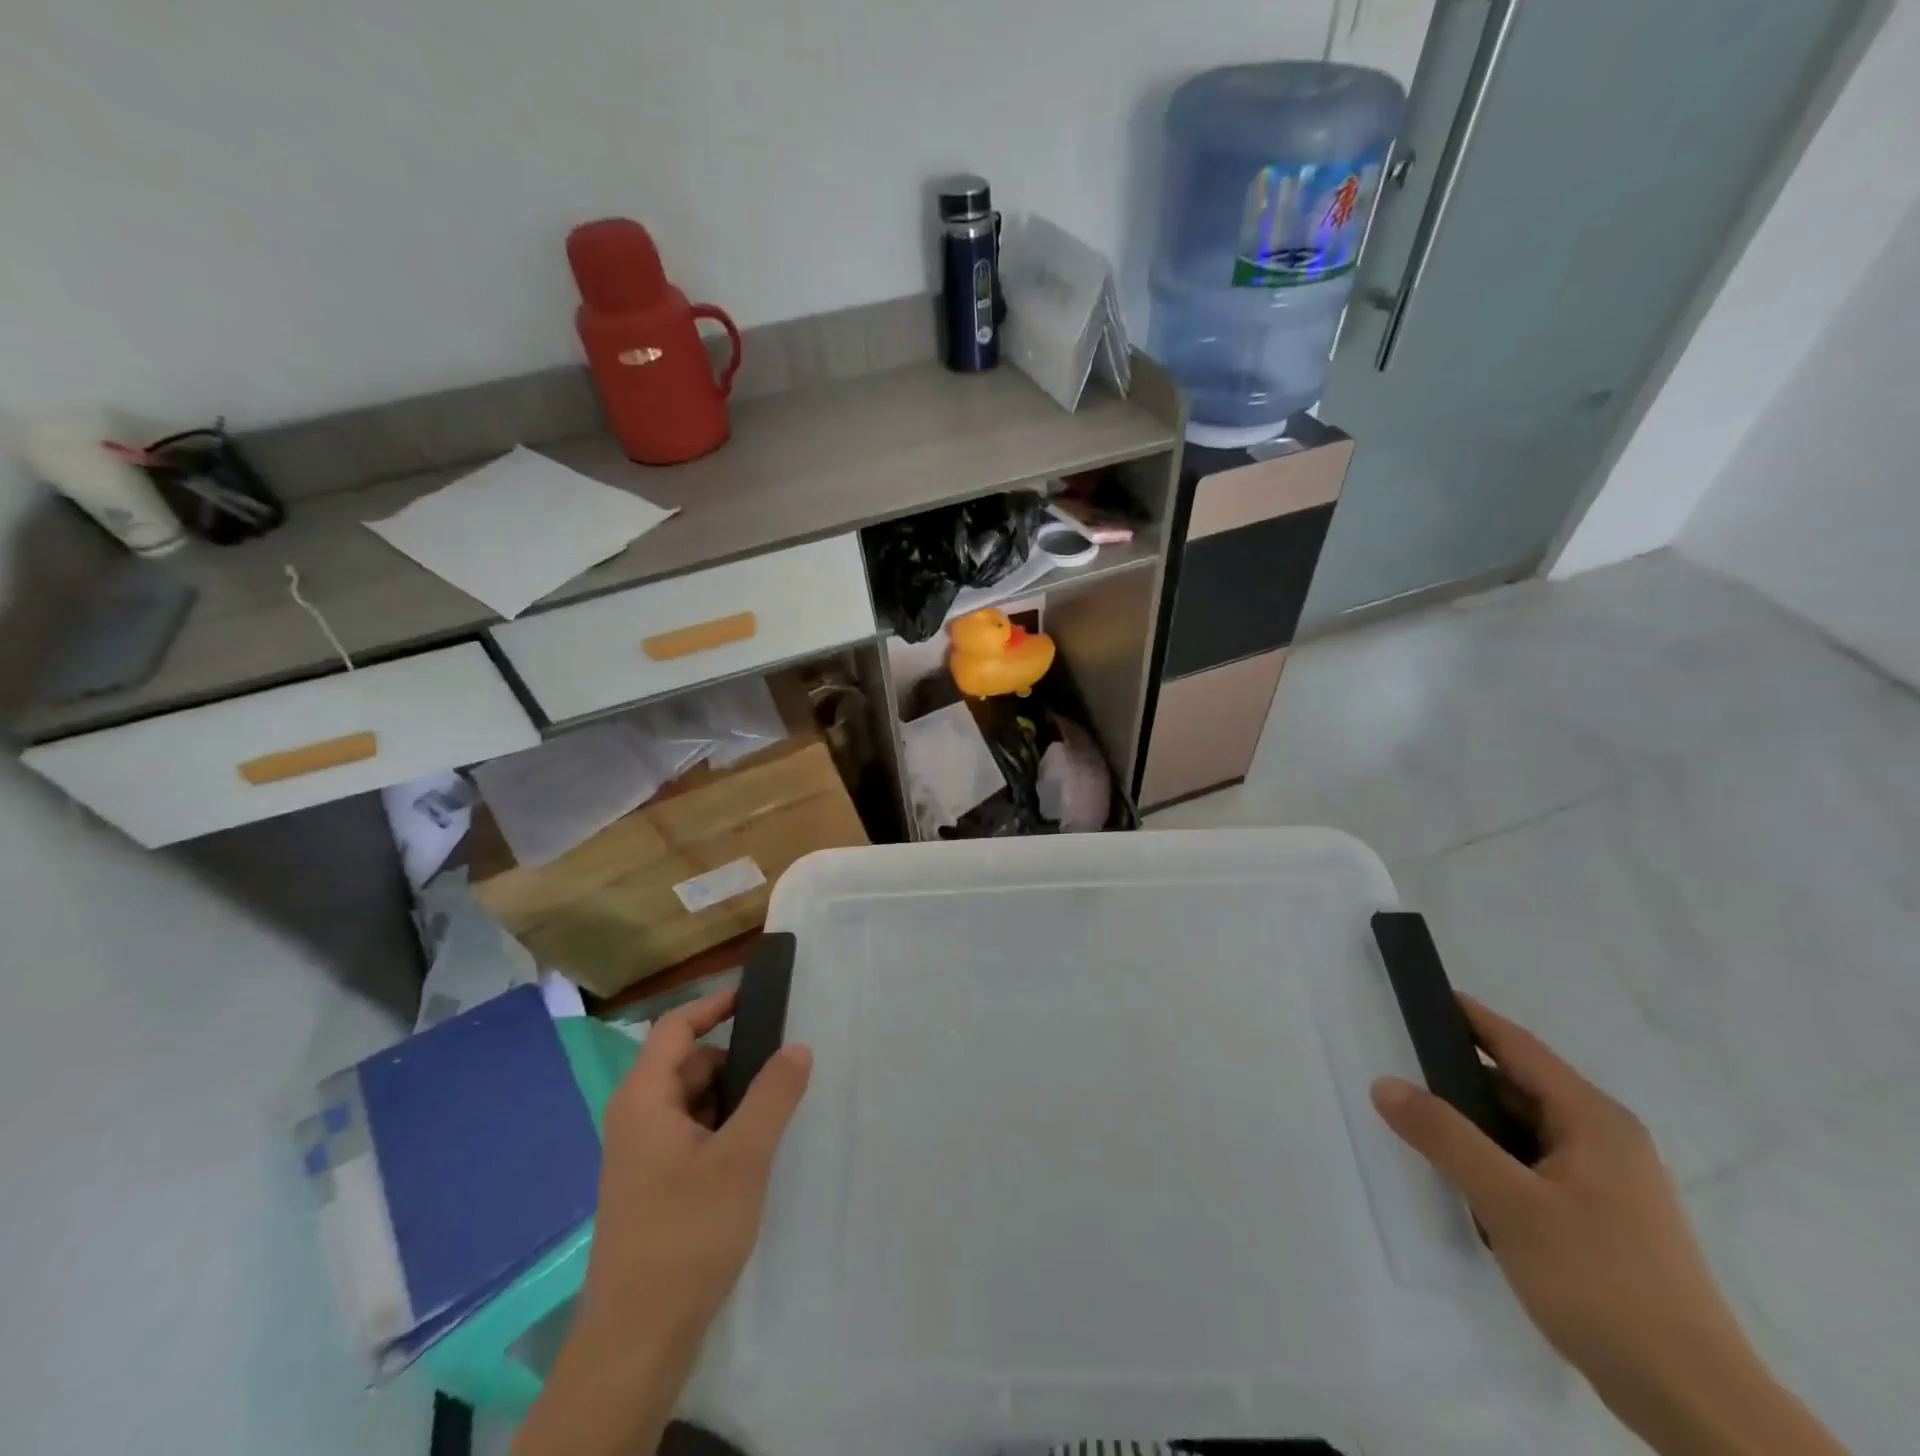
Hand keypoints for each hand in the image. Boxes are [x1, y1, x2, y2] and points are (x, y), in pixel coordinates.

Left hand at [584, 988, 812, 1338]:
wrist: (637, 1340)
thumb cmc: (686, 1235)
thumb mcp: (741, 1158)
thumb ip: (772, 1096)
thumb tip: (797, 1046)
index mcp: (643, 1099)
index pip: (675, 1027)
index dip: (714, 1004)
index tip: (757, 997)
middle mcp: (635, 1118)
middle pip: (687, 1063)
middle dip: (733, 1060)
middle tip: (782, 1070)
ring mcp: (641, 1154)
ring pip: (691, 1100)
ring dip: (730, 1098)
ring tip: (774, 1114)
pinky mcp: (652, 1184)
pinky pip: (690, 1133)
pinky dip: (720, 1128)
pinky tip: (751, 1153)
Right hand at [1371, 995, 1845, 1455]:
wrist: (1694, 1402)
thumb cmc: (1602, 1283)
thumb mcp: (1509, 1203)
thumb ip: (1444, 1137)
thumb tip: (1385, 1083)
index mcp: (1593, 1120)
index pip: (1518, 1046)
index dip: (1470, 1017)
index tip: (1422, 996)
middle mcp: (1605, 1140)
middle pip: (1519, 1087)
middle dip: (1460, 1076)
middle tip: (1400, 1066)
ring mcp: (1608, 1182)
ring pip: (1524, 1131)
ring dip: (1475, 1125)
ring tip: (1420, 1125)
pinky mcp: (1602, 1219)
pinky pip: (1534, 1165)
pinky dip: (1495, 1160)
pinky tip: (1464, 1181)